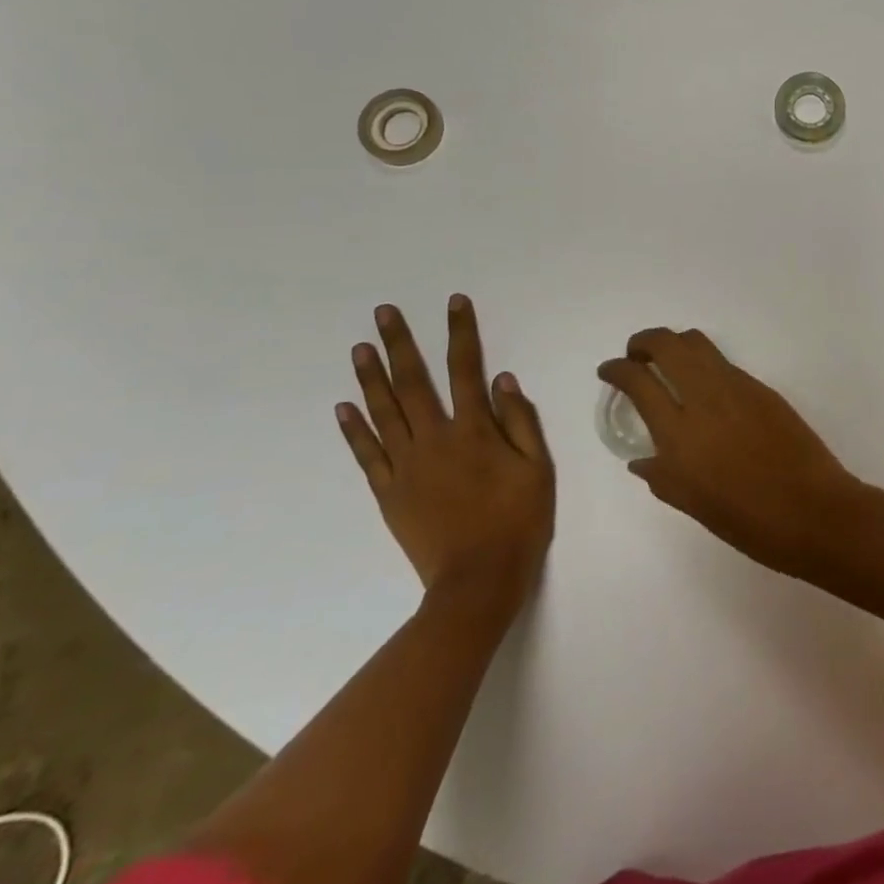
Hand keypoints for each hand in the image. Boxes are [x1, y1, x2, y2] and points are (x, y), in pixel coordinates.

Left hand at [337, 297, 554, 609]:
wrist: (478, 581)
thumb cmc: (518, 520)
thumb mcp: (538, 468)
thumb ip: (520, 421)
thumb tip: (502, 379)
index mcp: (474, 430)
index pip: (466, 368)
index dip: (460, 332)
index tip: (453, 303)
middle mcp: (435, 439)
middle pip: (413, 382)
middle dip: (400, 343)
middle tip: (383, 312)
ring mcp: (406, 466)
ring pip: (384, 412)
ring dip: (371, 377)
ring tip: (360, 347)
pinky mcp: (389, 492)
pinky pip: (368, 454)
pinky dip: (355, 429)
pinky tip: (345, 407)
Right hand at [598, 328, 862, 573]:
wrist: (813, 510)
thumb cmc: (748, 521)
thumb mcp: (693, 505)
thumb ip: (662, 476)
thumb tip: (642, 458)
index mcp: (680, 434)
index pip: (638, 381)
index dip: (617, 369)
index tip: (609, 370)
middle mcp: (705, 399)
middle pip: (667, 344)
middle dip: (643, 341)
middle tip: (635, 355)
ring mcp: (736, 387)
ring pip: (697, 343)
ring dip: (674, 344)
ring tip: (667, 362)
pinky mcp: (761, 388)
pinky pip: (723, 363)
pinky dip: (704, 363)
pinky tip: (704, 387)